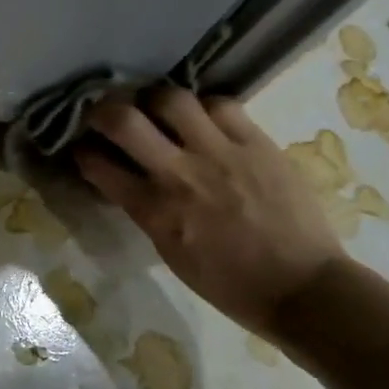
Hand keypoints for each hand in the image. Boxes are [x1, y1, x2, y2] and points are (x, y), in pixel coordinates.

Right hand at [74, 89, 346, 338]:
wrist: (305, 289)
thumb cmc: (231, 284)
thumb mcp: (171, 253)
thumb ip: (146, 210)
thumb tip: (127, 181)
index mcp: (155, 211)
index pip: (98, 165)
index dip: (83, 151)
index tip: (83, 147)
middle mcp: (180, 174)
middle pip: (123, 120)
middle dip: (103, 110)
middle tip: (106, 114)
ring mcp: (220, 153)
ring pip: (171, 98)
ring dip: (154, 100)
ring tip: (156, 108)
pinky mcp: (257, 143)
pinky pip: (221, 104)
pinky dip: (204, 107)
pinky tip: (204, 118)